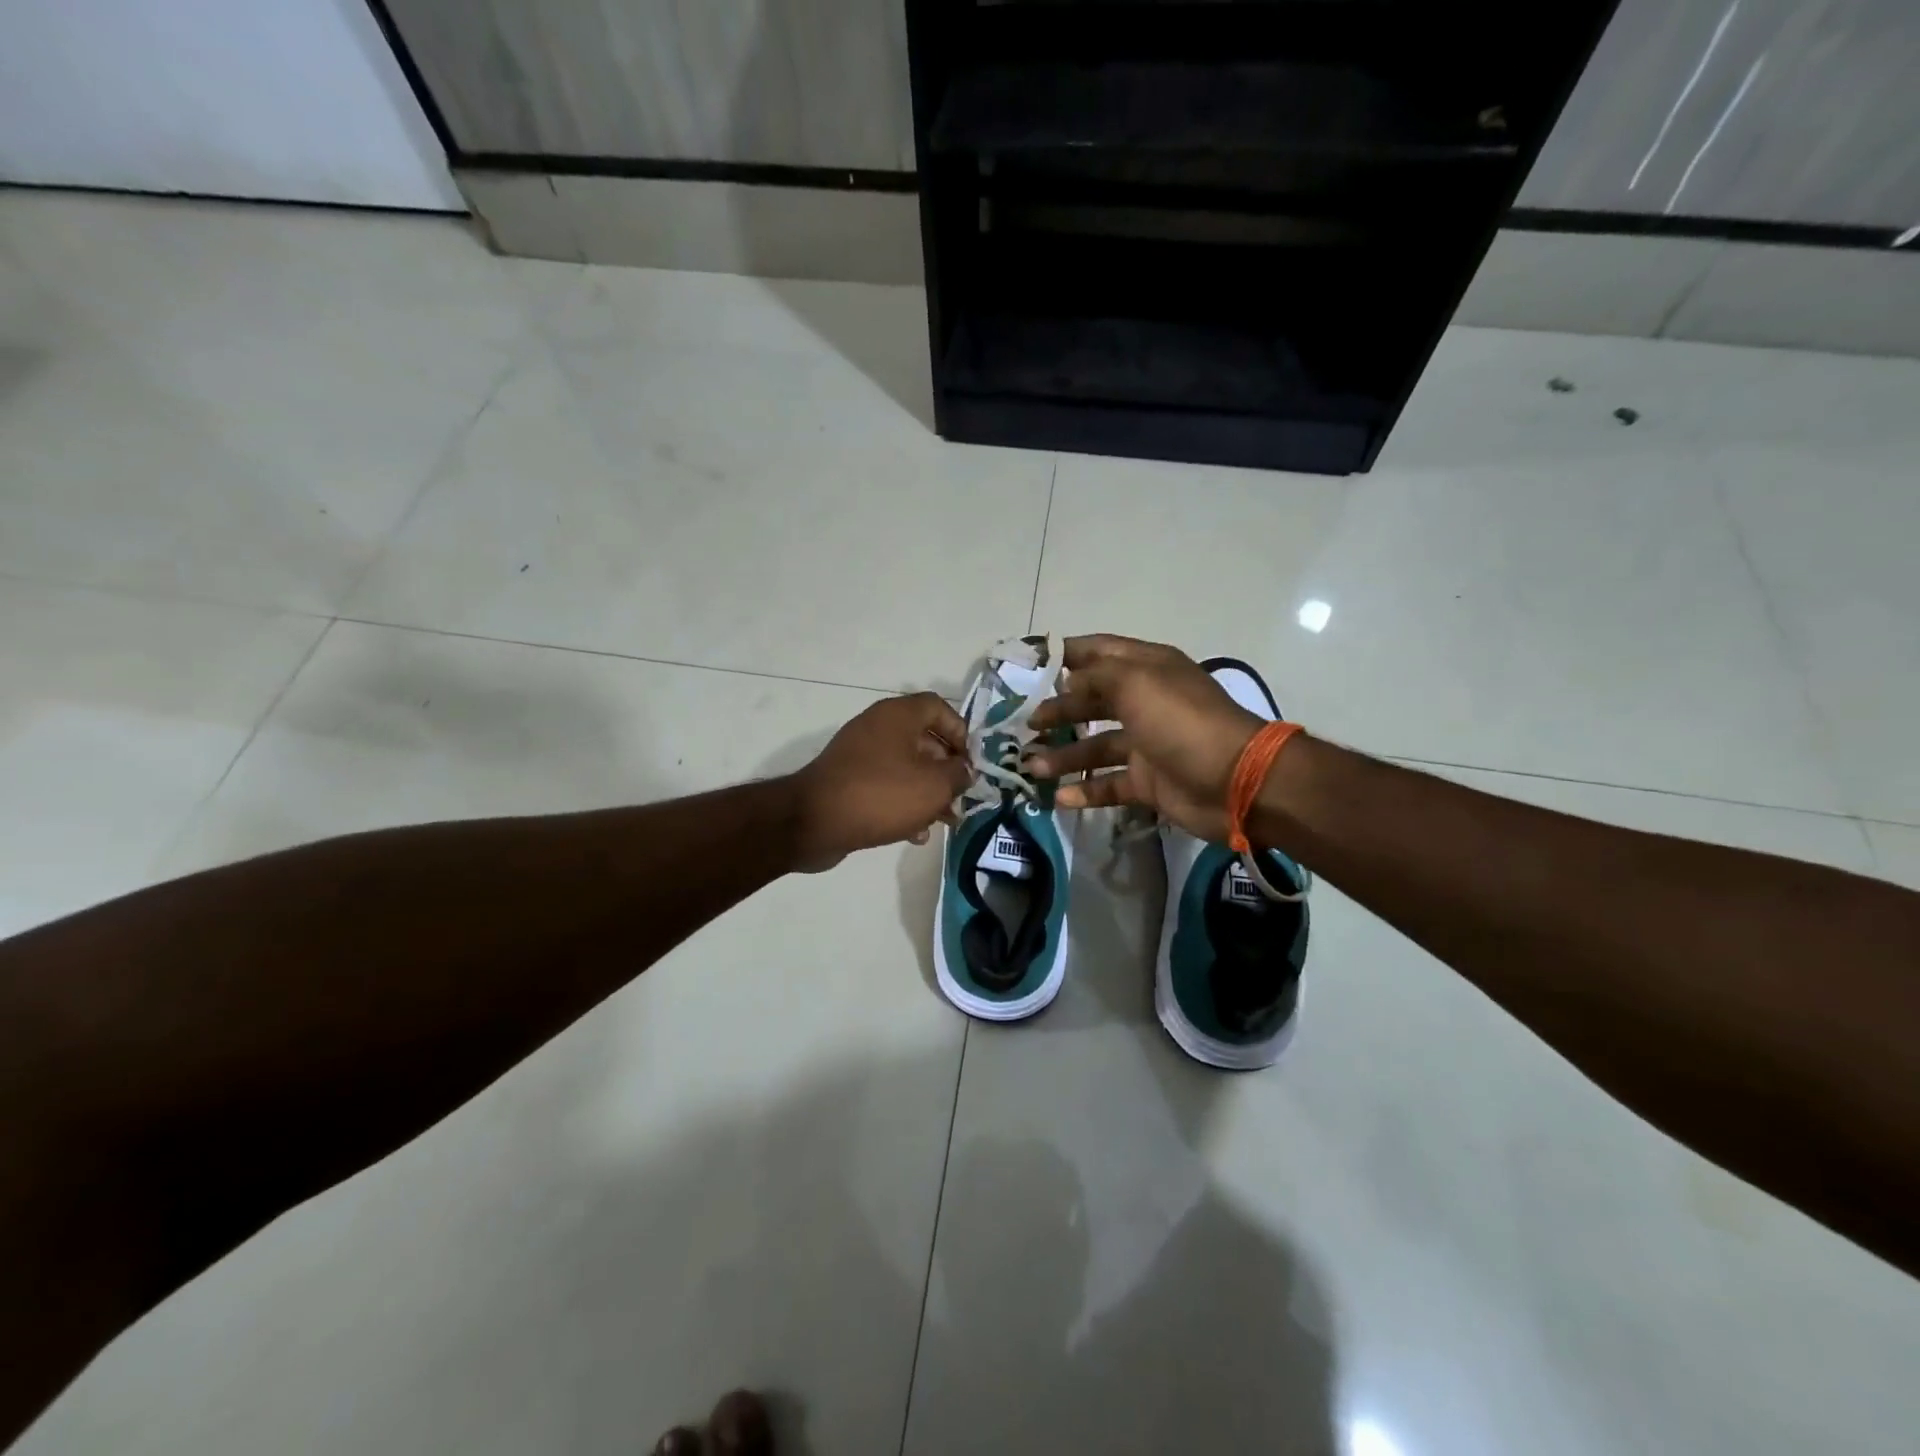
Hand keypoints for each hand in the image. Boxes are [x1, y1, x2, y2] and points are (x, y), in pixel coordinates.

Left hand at [788, 693, 971, 871]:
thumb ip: (958, 774)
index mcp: (898, 716)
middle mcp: (878, 727)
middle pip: (924, 740)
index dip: (960, 732)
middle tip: (961, 797)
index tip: (970, 762)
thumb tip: (965, 770)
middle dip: (947, 770)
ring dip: (928, 792)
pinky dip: (903, 805)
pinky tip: (916, 833)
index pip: (938, 707)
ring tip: (945, 821)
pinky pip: (885, 786)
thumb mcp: (933, 785)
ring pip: (906, 767)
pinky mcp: (848, 781)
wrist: (814, 822)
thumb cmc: (881, 795)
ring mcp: (859, 754)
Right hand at [1024, 635, 1265, 842]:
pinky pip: (1109, 784)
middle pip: (1092, 701)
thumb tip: (1069, 683)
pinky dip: (1085, 790)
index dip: (1065, 654)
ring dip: (1063, 756)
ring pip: (1095, 746)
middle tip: (1027, 724)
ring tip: (1032, 768)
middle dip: (1058, 710)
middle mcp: (1145, 702)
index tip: (1028, 663)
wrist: (1234, 781)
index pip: (1099, 651)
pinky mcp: (1148, 781)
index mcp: (1147, 668)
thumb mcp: (1136, 683)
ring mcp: (1147, 743)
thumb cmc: (1180, 722)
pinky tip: (1059, 798)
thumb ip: (1096, 676)